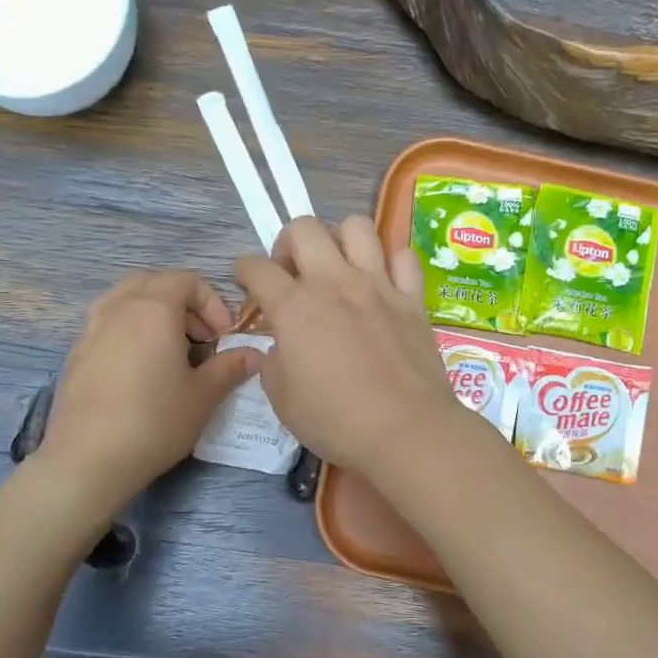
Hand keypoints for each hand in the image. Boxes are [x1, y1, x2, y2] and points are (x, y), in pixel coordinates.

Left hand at [41, 270, 259, 501]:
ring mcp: (91, 328)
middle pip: (153, 282)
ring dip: (154, 312)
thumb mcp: (203, 396)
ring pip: (126, 299)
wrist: (88, 459)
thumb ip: (230, 368)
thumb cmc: (154, 421)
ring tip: (171, 349)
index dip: (212, 302)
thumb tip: (254, 355)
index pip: (186, 280)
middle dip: (182, 302)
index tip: (224, 336)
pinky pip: (108, 322)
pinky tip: (141, 369)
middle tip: (200, 337)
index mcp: (153, 309)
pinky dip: (130, 329)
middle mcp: (119, 308)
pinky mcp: (76, 353)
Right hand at [236, 216, 467, 474]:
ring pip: (357, 226)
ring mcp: (378, 285)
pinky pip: (403, 256)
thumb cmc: (335, 420)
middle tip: (292, 274)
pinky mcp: (412, 299)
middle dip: (288, 243)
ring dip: (340, 239)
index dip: (244, 272)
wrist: (405, 430)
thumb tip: (277, 348)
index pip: (257, 268)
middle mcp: (335, 283)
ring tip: (338, 267)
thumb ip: (272, 363)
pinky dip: (390, 261)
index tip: (247, 283)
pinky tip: (383, 281)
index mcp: (294, 307)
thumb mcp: (282, 399)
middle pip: (304, 228)